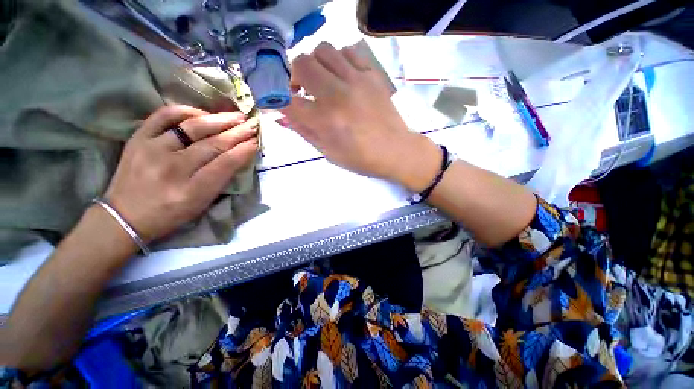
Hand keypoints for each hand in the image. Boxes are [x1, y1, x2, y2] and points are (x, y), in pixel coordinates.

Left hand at [103, 106, 258, 241]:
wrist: (125, 216)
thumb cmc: (171, 213)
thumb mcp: (202, 204)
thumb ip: (221, 179)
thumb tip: (238, 155)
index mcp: (192, 191)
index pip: (225, 164)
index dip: (243, 150)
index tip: (256, 141)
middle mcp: (172, 168)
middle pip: (213, 144)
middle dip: (238, 133)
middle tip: (252, 125)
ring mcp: (152, 150)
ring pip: (192, 128)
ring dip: (219, 120)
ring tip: (236, 116)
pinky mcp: (137, 139)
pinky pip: (163, 116)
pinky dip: (186, 111)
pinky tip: (203, 113)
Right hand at [281, 42, 440, 191]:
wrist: (396, 151)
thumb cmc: (362, 158)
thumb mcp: (329, 153)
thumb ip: (305, 132)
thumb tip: (284, 116)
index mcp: (326, 121)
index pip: (288, 101)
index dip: (278, 100)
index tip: (281, 103)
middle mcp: (338, 95)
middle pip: (302, 64)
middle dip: (294, 77)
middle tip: (301, 90)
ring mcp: (357, 81)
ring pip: (323, 50)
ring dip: (316, 64)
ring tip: (321, 81)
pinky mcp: (372, 75)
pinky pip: (348, 51)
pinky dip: (338, 60)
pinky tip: (341, 76)